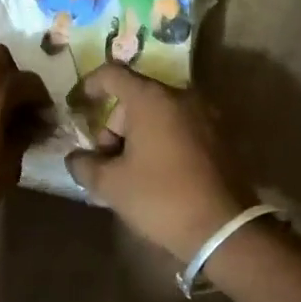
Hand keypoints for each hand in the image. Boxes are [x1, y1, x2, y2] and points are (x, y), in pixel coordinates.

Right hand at [65, 64, 251, 261]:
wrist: (223, 228)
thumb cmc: (161, 197)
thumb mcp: (111, 184)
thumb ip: (84, 165)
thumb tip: (76, 158)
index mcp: (152, 99)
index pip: (113, 74)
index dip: (90, 85)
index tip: (77, 104)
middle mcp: (181, 97)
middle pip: (136, 97)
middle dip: (114, 125)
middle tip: (106, 161)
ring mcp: (205, 115)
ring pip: (159, 113)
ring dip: (138, 135)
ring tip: (129, 173)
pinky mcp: (219, 136)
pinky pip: (179, 127)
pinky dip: (161, 140)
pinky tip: (155, 173)